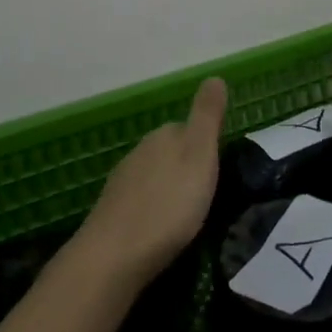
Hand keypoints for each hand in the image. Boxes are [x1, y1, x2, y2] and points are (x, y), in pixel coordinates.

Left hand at [71, 77, 226, 288]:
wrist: (115, 255)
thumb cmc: (168, 205)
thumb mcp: (200, 156)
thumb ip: (207, 118)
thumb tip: (214, 76)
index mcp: (163, 136)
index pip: (186, 128)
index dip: (203, 144)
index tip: (218, 166)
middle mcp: (139, 151)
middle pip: (168, 151)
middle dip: (185, 166)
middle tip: (207, 192)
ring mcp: (122, 182)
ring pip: (153, 177)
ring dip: (168, 189)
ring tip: (187, 214)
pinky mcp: (112, 212)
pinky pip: (140, 202)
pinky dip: (152, 209)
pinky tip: (160, 229)